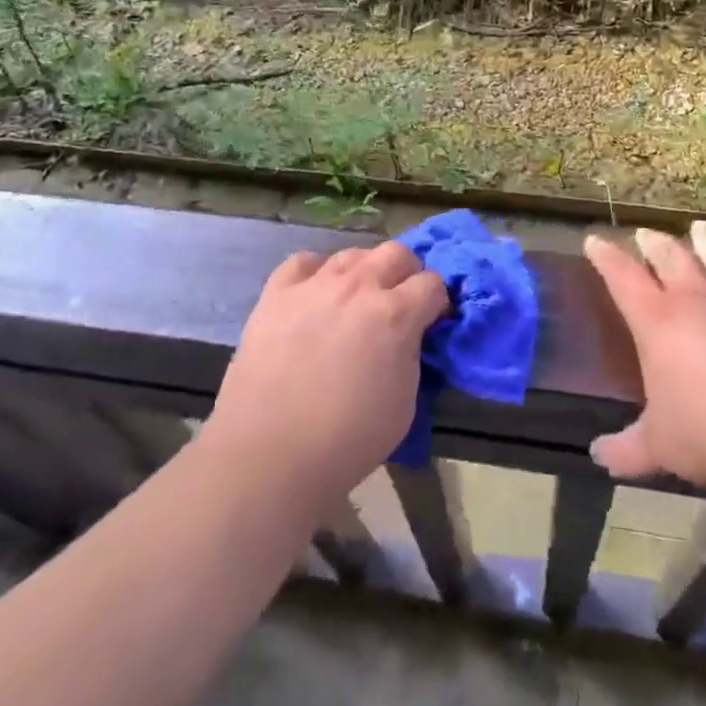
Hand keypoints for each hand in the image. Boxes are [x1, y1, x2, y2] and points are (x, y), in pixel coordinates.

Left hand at [205, 242, 447, 499]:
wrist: (269, 452)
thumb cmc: (346, 439)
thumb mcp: (405, 404)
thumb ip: (411, 356)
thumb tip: (407, 338)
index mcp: (395, 315)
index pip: (432, 284)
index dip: (437, 302)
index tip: (432, 320)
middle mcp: (358, 287)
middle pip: (396, 253)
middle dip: (407, 273)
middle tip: (400, 302)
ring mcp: (315, 285)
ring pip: (352, 254)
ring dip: (364, 270)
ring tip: (357, 298)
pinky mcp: (277, 293)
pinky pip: (303, 263)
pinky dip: (316, 272)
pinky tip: (315, 293)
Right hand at [585, 221, 705, 497]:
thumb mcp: (660, 448)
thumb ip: (626, 450)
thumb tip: (596, 456)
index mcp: (657, 322)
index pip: (622, 278)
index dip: (605, 257)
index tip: (594, 239)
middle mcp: (696, 301)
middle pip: (670, 259)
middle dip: (653, 244)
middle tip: (644, 233)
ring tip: (699, 226)